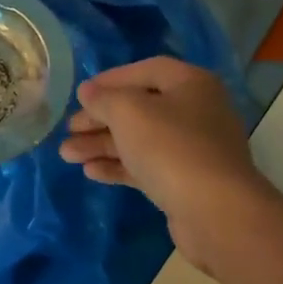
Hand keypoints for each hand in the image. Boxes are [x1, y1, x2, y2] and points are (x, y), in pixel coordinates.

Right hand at [59, 58, 266, 247]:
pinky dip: (119, 166)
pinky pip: (147, 166)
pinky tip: (90, 172)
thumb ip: (104, 99)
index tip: (81, 94)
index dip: (111, 79)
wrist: (215, 213)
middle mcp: (196, 111)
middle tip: (69, 129)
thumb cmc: (171, 148)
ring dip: (103, 145)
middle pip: (140, 107)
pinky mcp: (186, 182)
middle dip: (101, 118)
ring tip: (67, 154)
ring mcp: (193, 149)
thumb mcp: (129, 112)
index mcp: (191, 84)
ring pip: (140, 140)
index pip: (146, 70)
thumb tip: (88, 92)